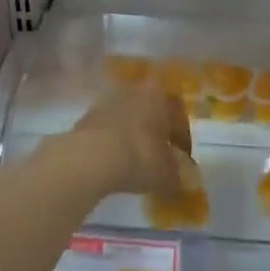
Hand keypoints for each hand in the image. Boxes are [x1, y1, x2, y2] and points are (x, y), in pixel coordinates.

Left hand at [64, 87, 195, 199]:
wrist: (90, 158)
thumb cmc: (139, 156)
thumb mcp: (167, 173)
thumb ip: (177, 174)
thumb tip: (180, 179)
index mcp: (159, 95)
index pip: (178, 116)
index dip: (182, 139)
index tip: (182, 160)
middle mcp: (134, 91)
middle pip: (151, 112)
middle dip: (156, 132)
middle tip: (159, 156)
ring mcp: (107, 102)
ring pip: (129, 118)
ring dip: (134, 135)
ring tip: (135, 161)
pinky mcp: (86, 116)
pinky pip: (108, 129)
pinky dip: (114, 142)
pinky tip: (114, 162)